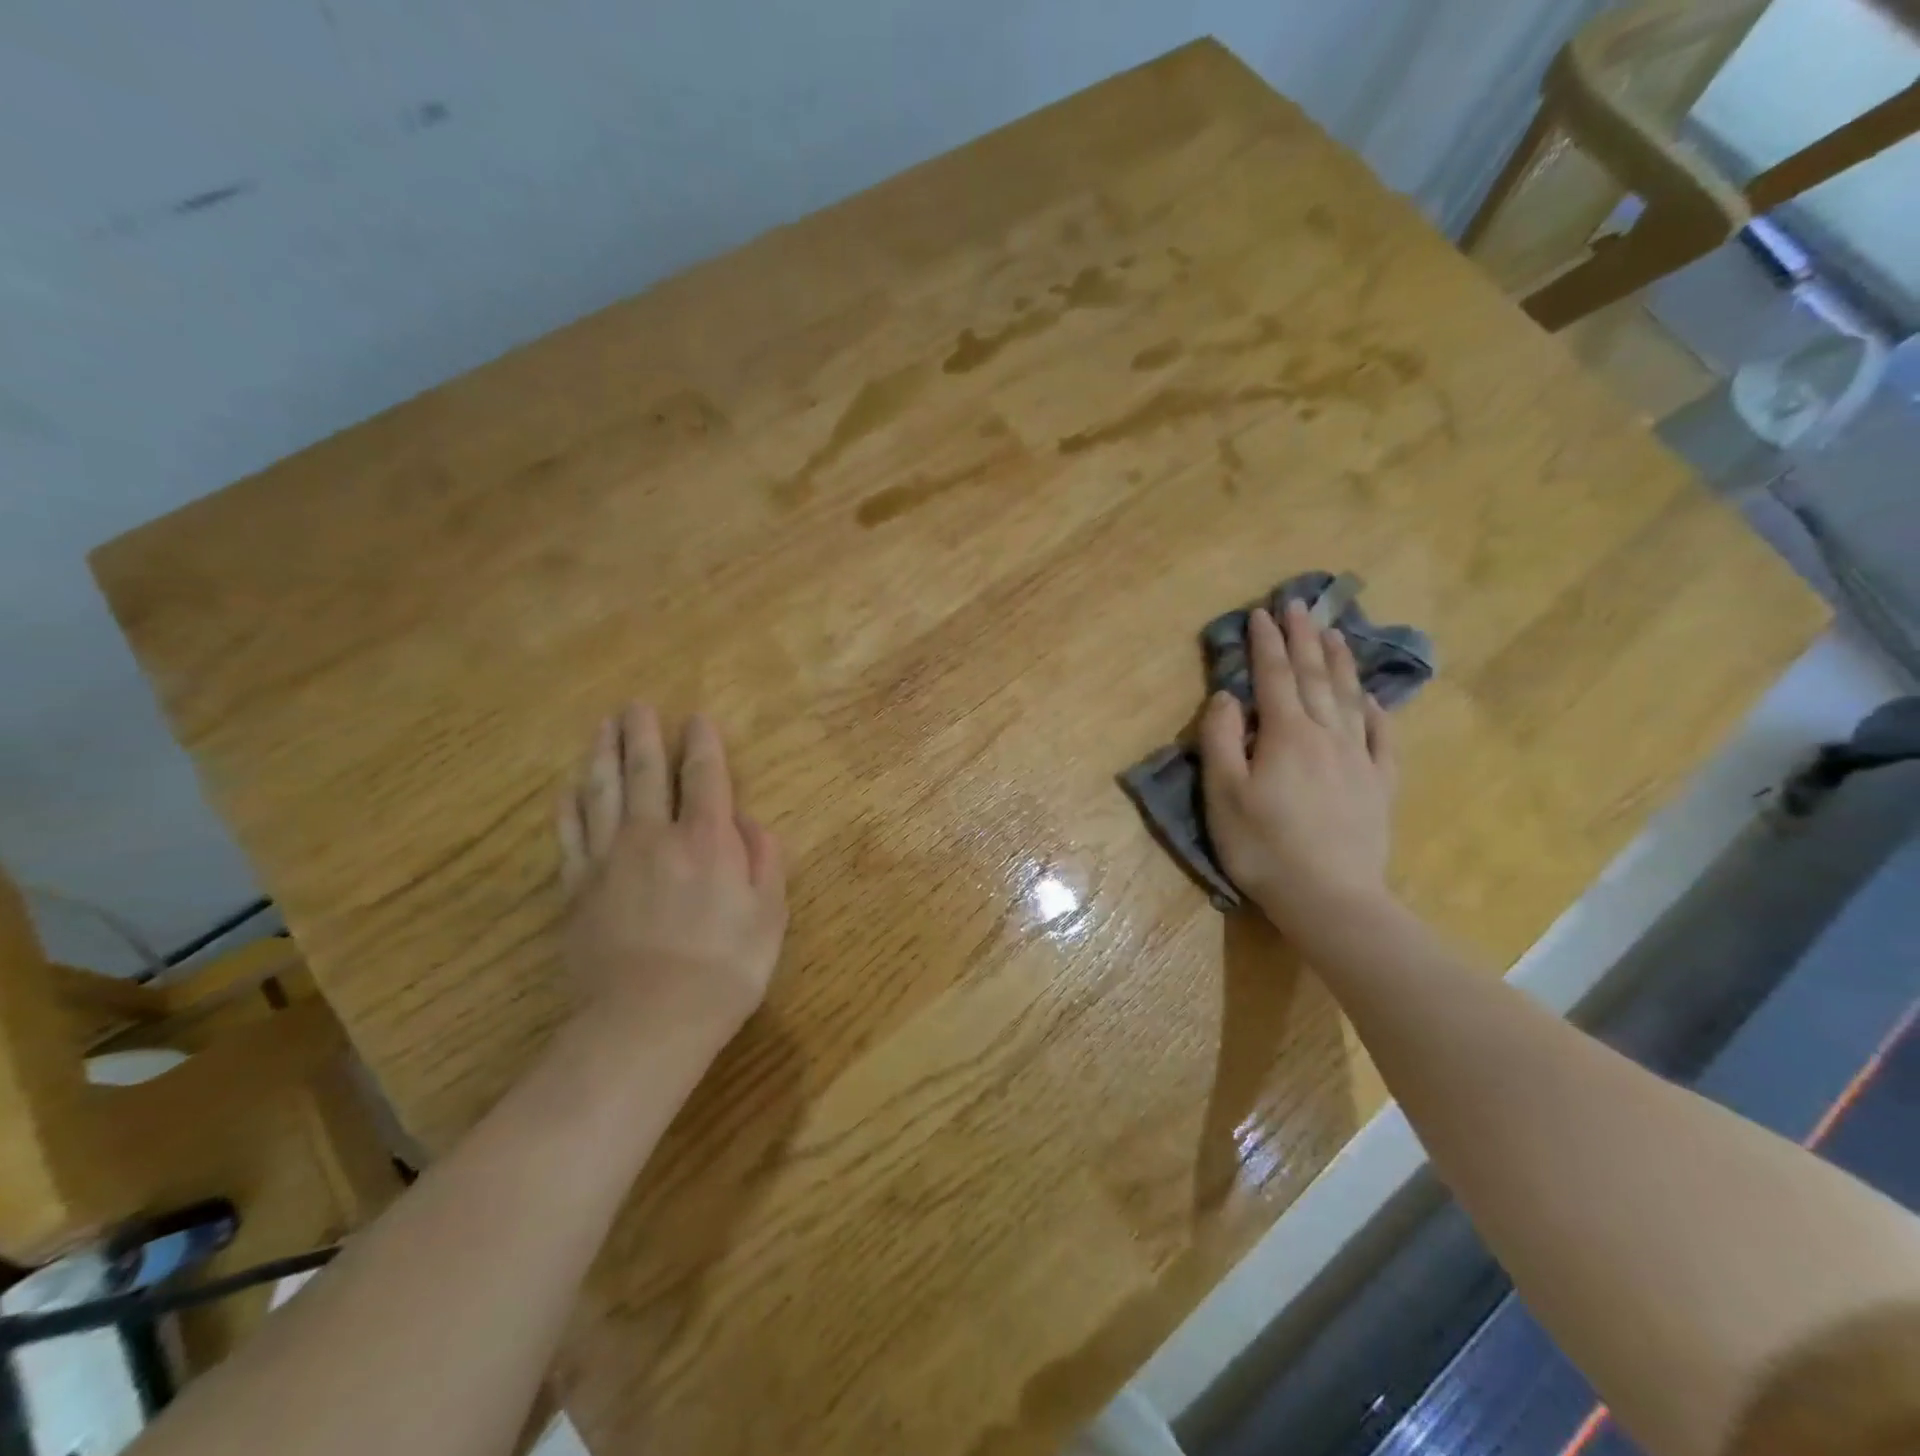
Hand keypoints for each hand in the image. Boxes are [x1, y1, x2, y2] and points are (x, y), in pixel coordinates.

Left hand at [556, 703, 787, 1051]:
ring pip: (603, 793)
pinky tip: (569, 788)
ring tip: (603, 728)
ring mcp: (609, 859)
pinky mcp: (576, 888)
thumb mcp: (769, 914)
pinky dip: (569, 806)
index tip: (697, 718)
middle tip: (635, 705)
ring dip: (603, 755)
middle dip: (643, 735)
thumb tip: (746, 821)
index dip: (702, 743)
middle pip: (647, 772)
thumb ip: (762, 859)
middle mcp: (655, 836)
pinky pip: (570, 834)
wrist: (649, 1022)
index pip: (705, 777)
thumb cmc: (724, 968)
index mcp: (707, 840)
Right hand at [1198, 601, 1397, 937]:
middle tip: (1299, 605)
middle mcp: (1326, 736)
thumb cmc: (1263, 848)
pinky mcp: (1379, 786)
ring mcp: (1359, 760)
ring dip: (1340, 662)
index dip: (1266, 644)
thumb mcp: (1223, 795)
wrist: (1330, 898)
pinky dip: (1377, 712)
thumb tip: (1227, 696)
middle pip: (1315, 677)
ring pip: (1350, 699)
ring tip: (1335, 632)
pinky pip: (1382, 738)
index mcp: (1285, 735)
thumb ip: (1220, 740)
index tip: (1262, 612)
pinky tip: (1372, 699)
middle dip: (1304, 639)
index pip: (1274, 677)